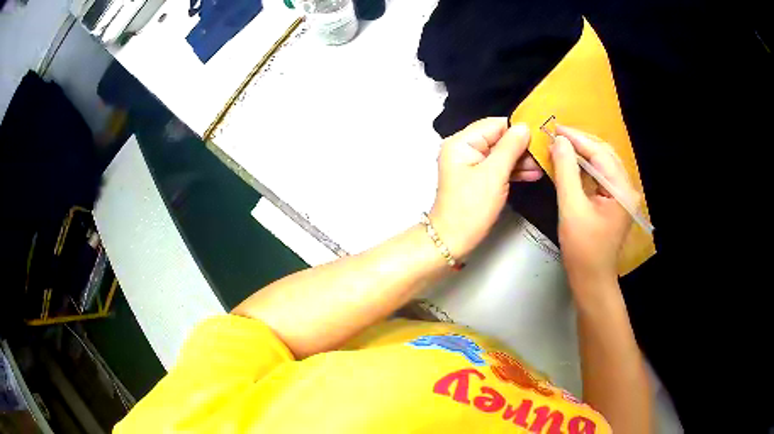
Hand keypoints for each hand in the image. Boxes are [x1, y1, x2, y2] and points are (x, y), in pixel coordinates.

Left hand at [430, 118, 536, 257]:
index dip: (517, 128)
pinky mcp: (478, 178)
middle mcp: (464, 149)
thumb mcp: (494, 175)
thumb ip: (510, 148)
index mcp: (461, 142)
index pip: (493, 125)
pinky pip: (498, 168)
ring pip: (501, 154)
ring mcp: (471, 164)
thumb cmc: (471, 208)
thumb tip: (524, 127)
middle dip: (521, 146)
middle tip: (545, 152)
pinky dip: (514, 171)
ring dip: (521, 160)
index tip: (540, 133)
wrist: (453, 240)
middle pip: (498, 138)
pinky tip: (533, 174)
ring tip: (543, 165)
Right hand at [551, 125, 638, 285]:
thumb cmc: (582, 248)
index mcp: (622, 190)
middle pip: (605, 155)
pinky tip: (573, 162)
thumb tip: (559, 141)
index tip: (555, 128)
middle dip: (581, 142)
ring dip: (584, 152)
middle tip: (557, 134)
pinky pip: (602, 175)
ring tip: (562, 144)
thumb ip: (566, 172)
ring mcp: (624, 195)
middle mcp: (628, 188)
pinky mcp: (617, 201)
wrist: (592, 278)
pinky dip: (587, 166)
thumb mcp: (571, 208)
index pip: (599, 154)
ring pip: (604, 163)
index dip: (577, 139)